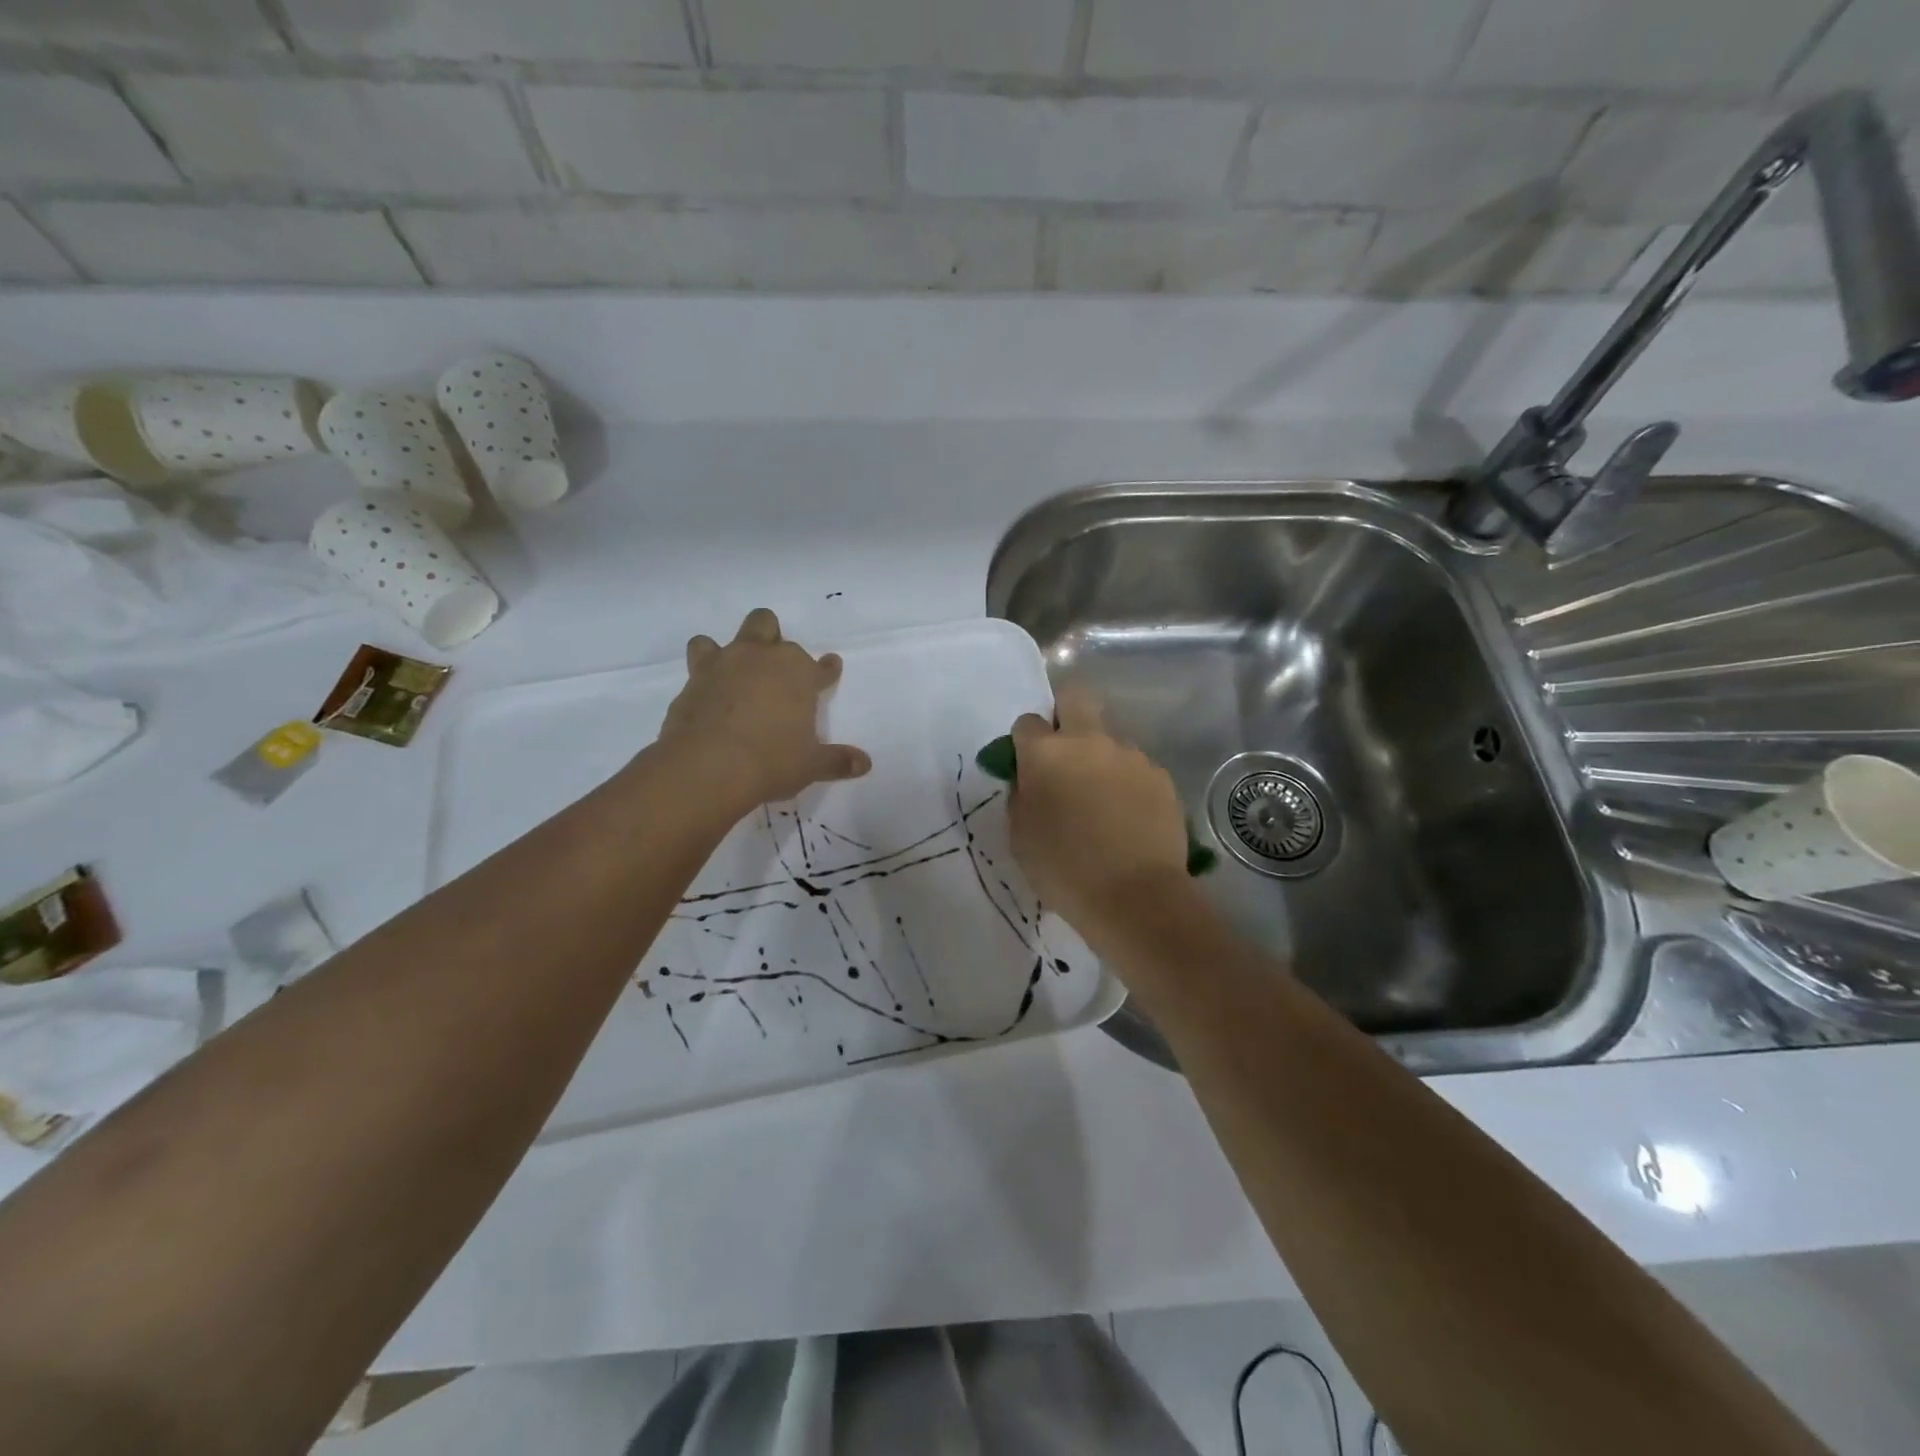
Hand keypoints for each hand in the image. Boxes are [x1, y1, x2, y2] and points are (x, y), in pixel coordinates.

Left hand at [659, 608, 870, 818]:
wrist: (708, 766)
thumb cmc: (771, 760)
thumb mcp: (811, 765)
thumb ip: (837, 760)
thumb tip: (864, 763)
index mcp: (798, 673)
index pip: (820, 667)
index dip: (827, 669)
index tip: (830, 667)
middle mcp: (761, 658)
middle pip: (766, 625)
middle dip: (772, 637)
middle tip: (774, 664)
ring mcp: (723, 665)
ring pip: (723, 637)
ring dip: (730, 650)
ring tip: (732, 671)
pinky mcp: (692, 682)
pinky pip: (697, 666)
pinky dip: (704, 677)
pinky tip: (707, 696)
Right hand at [1006, 686, 1190, 935]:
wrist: (1134, 897)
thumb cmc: (1063, 869)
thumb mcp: (1020, 835)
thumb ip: (1022, 795)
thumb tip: (1031, 780)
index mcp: (1046, 753)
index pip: (1027, 722)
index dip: (1025, 741)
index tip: (1028, 766)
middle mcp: (1089, 741)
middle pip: (1075, 697)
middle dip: (1065, 712)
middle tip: (1064, 752)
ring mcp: (1130, 756)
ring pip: (1109, 739)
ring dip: (1100, 759)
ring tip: (1103, 804)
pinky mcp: (1160, 776)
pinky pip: (1135, 769)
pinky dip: (1127, 785)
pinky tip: (1129, 819)